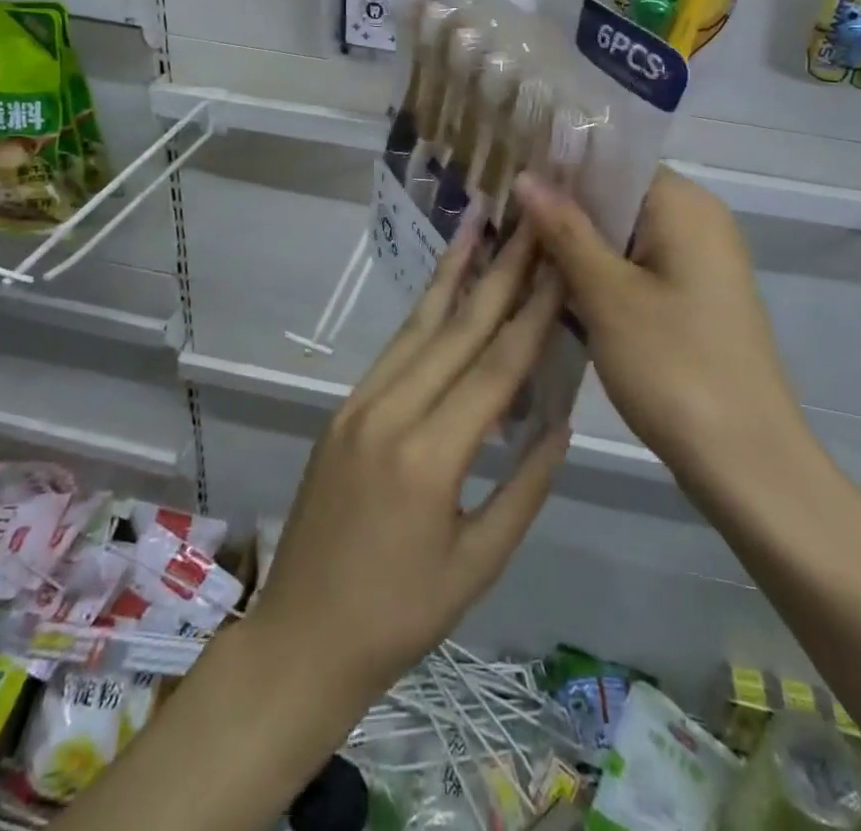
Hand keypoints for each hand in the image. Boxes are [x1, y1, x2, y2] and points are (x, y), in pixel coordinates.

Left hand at [245, 221, 570, 710]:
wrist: (301, 637)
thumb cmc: (400, 615)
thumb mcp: (478, 564)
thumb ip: (524, 489)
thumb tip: (559, 422)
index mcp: (430, 456)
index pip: (495, 368)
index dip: (532, 314)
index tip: (559, 264)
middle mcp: (391, 413)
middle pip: (457, 330)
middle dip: (499, 272)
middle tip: (527, 223)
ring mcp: (360, 404)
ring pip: (418, 326)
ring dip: (453, 273)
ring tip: (478, 225)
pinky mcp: (344, 408)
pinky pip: (394, 350)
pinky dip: (423, 312)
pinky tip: (442, 286)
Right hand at [513, 167, 809, 503]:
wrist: (748, 463)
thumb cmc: (674, 367)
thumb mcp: (607, 294)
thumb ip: (565, 229)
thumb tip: (526, 175)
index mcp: (684, 204)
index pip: (612, 160)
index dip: (558, 168)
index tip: (505, 181)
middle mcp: (697, 221)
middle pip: (616, 197)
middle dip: (560, 211)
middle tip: (499, 223)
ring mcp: (697, 262)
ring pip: (621, 236)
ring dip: (574, 246)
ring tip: (514, 254)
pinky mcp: (692, 298)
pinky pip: (636, 267)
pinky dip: (598, 275)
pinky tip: (553, 291)